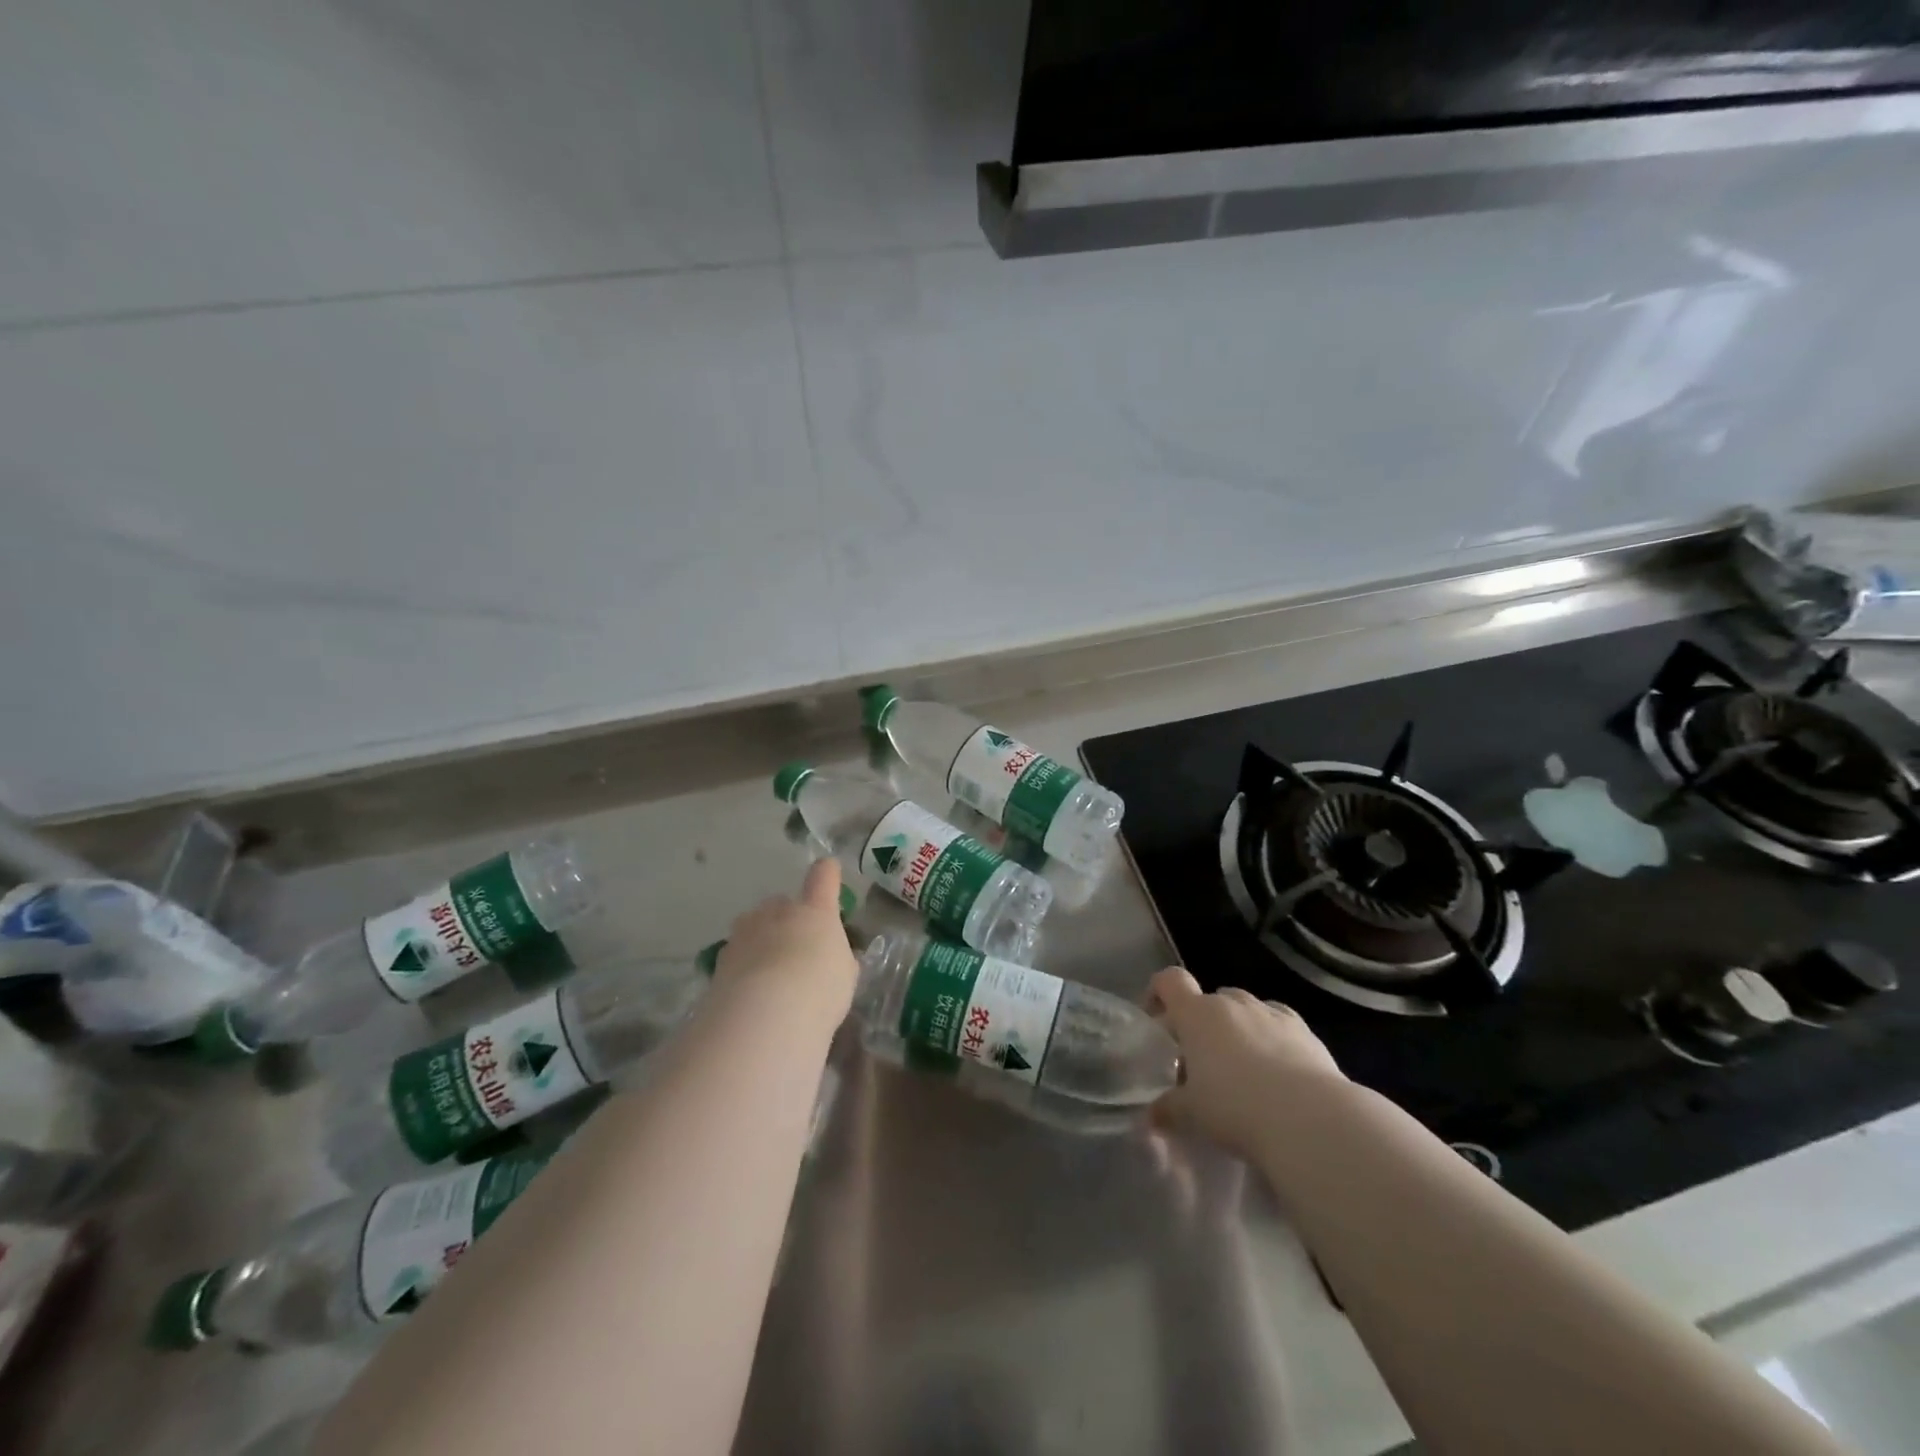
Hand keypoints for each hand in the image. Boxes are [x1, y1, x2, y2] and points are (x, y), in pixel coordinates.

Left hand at [713, 859, 859, 1027]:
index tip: (829, 872)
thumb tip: (832, 955)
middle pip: (783, 902)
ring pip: (754, 925)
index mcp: (815, 910)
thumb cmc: (819, 990)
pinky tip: (751, 993)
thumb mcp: (844, 976)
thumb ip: (838, 958)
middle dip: (788, 919)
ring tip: (770, 973)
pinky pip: (738, 953)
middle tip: (798, 949)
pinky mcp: (721, 958)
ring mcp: (746, 931)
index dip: (828, 873)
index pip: (824, 876)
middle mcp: (778, 911)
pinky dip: (744, 965)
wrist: (763, 1016)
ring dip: (762, 940)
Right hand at [1146, 967, 1345, 1159]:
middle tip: (1201, 1062)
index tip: (1156, 1019)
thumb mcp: (1192, 1115)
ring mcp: (1271, 1014)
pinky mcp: (1305, 1032)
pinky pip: (1280, 1026)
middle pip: (1210, 999)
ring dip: (1239, 1031)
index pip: (1169, 981)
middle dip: (1203, 1024)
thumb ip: (1168, 1110)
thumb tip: (1152, 1117)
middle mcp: (1233, 1003)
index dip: (1158, 992)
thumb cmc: (1236, 1107)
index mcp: (1197, 1013)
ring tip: (1243, 1070)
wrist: (1311, 1119)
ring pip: (1246, 1011)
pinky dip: (1273, 1041)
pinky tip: (1279, 1074)